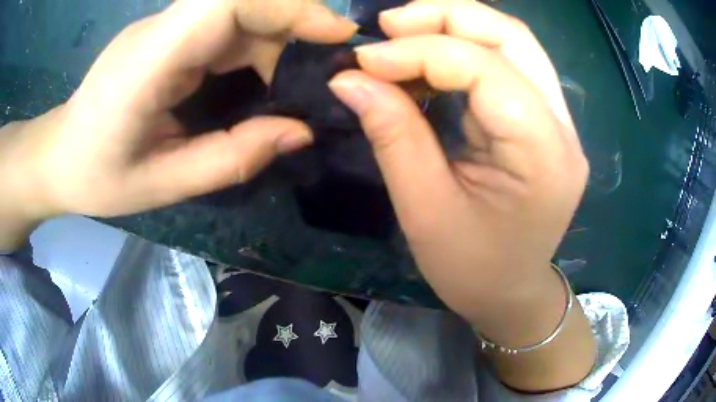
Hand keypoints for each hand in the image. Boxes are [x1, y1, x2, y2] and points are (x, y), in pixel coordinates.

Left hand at [2, 0, 355, 224]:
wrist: (59, 156)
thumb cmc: (97, 176)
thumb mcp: (163, 184)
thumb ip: (232, 157)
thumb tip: (301, 132)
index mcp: (148, 61)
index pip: (229, 2)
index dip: (290, 7)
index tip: (336, 35)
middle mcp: (159, 30)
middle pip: (242, 1)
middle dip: (294, 27)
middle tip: (324, 72)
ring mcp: (163, 29)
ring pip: (238, 13)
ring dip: (276, 42)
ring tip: (293, 88)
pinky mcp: (167, 37)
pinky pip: (224, 28)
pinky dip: (255, 47)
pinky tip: (262, 80)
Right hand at [329, 1, 592, 389]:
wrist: (510, 293)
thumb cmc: (471, 270)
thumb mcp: (424, 211)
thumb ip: (393, 134)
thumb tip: (348, 79)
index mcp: (543, 155)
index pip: (485, 69)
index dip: (419, 52)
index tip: (364, 60)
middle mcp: (562, 127)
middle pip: (512, 37)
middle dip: (447, 17)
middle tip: (389, 24)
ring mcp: (558, 121)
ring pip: (513, 42)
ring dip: (456, 25)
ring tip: (404, 31)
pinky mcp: (543, 121)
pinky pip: (507, 64)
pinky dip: (464, 49)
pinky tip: (428, 56)